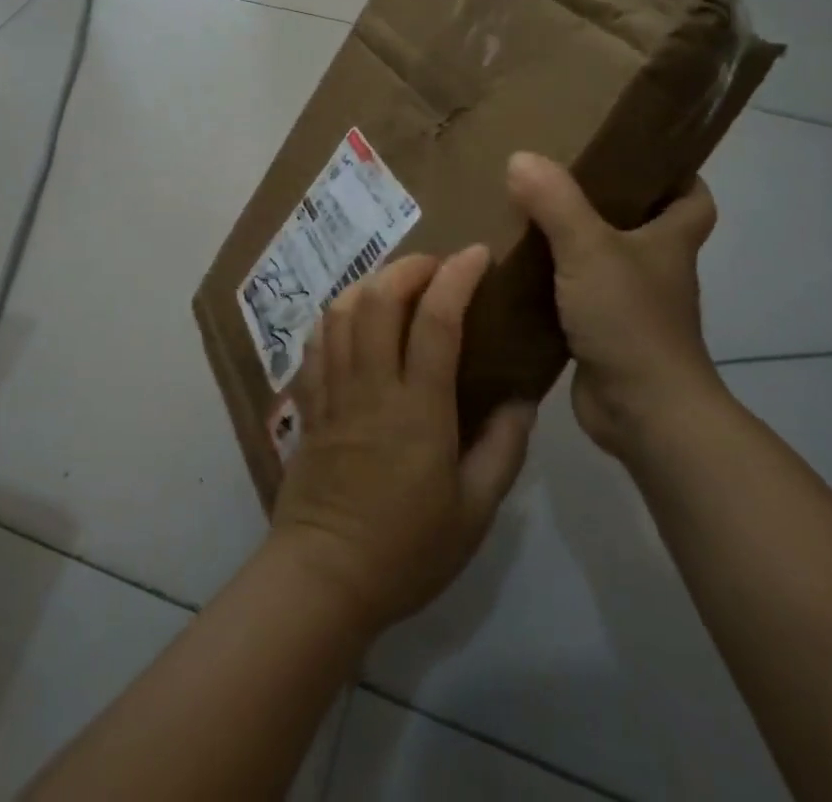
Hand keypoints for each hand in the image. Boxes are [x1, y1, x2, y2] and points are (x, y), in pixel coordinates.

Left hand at [269, 248, 535, 633]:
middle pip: (379, 299)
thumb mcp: (475, 511)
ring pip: (342, 310)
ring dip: (370, 282)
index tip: (477, 254)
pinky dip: (337, 313)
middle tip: (436, 266)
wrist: (324, 577)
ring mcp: (333, 390)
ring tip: (396, 284)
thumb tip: (523, 397)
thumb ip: (503, 448)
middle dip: (409, 266)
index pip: (436, 320)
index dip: (457, 277)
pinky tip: (354, 317)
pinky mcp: (309, 402)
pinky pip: (317, 340)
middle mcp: (371, 385)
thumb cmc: (407, 549)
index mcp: (418, 409)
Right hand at [506, 153, 723, 457]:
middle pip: (639, 226)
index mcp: (670, 242)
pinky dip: (551, 287)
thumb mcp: (589, 249)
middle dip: (605, 203)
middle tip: (555, 177)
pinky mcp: (602, 337)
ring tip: (524, 217)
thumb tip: (520, 158)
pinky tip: (515, 273)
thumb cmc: (630, 320)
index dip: (676, 175)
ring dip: (572, 245)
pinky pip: (575, 299)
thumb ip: (555, 201)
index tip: (635, 155)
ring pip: (602, 263)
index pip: (692, 199)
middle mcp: (656, 271)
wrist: (643, 412)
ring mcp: (630, 307)